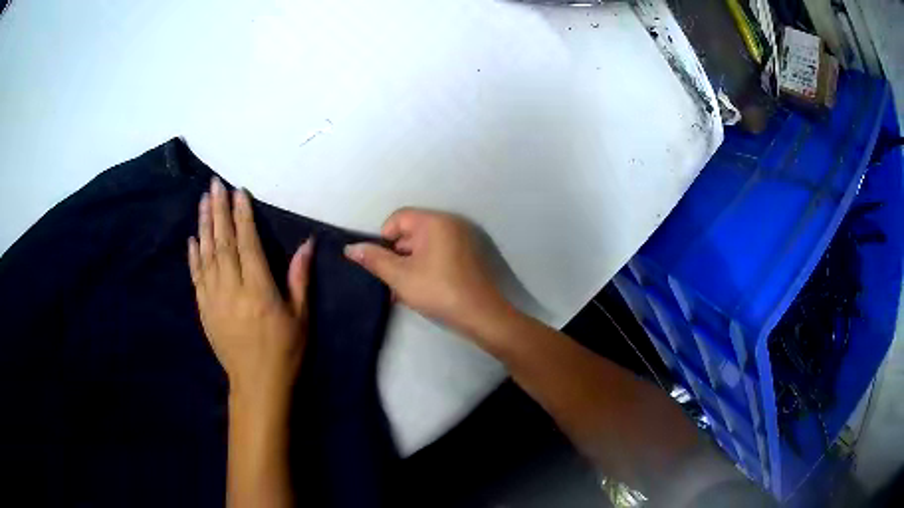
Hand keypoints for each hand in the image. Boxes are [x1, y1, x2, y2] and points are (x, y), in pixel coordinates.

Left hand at [188, 178, 311, 400]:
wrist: (257, 383)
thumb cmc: (285, 350)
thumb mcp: (300, 316)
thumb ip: (299, 278)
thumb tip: (306, 244)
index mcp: (259, 289)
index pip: (248, 243)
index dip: (242, 215)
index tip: (238, 192)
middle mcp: (232, 289)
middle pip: (223, 242)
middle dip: (219, 211)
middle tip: (215, 185)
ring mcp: (214, 299)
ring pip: (206, 254)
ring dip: (204, 225)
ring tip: (204, 201)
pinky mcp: (204, 309)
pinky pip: (196, 276)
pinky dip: (194, 255)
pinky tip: (193, 238)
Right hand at [344, 208, 511, 338]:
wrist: (481, 315)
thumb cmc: (438, 290)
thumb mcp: (400, 276)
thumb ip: (374, 260)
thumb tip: (350, 248)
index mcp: (434, 222)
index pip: (398, 218)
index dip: (384, 239)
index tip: (382, 264)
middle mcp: (449, 225)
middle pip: (410, 233)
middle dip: (395, 256)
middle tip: (389, 281)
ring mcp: (460, 240)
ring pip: (422, 247)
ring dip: (408, 266)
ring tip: (401, 292)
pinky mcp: (466, 257)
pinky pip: (437, 255)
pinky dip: (424, 268)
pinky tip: (418, 291)